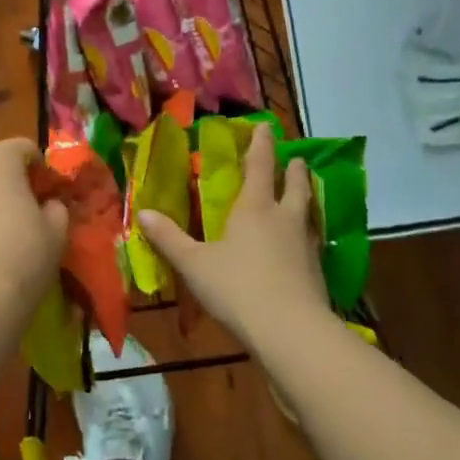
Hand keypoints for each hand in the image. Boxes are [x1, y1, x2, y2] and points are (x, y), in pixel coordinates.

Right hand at [138, 124, 327, 343]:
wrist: (290, 331)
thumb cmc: (237, 288)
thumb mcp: (194, 264)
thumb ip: (169, 238)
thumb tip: (142, 212)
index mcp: (255, 208)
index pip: (260, 165)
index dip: (261, 144)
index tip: (264, 127)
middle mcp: (285, 218)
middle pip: (295, 184)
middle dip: (293, 170)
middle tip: (295, 160)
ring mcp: (306, 244)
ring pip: (309, 211)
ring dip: (306, 197)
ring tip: (303, 194)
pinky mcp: (318, 271)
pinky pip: (313, 240)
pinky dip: (308, 233)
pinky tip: (303, 244)